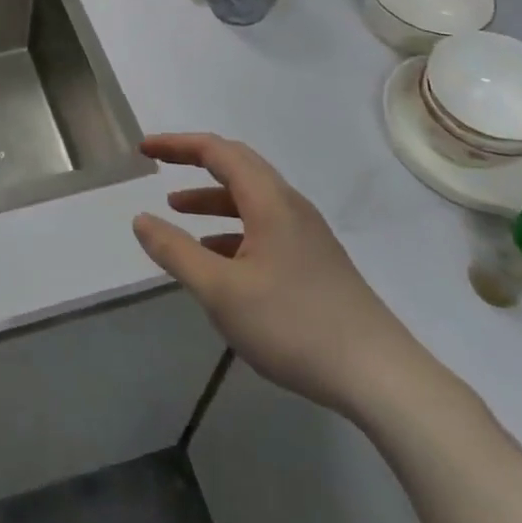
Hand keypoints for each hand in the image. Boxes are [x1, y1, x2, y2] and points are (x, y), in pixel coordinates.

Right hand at [132, 133, 428, 418]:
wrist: (380, 377)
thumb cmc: (294, 325)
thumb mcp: (221, 291)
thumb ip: (176, 251)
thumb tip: (141, 219)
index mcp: (269, 200)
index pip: (217, 151)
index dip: (177, 145)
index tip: (144, 149)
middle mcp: (289, 206)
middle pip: (237, 166)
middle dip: (194, 163)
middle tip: (160, 166)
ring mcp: (306, 234)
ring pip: (251, 199)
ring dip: (212, 199)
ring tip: (177, 213)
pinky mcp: (315, 262)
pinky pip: (264, 226)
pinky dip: (232, 228)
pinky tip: (218, 258)